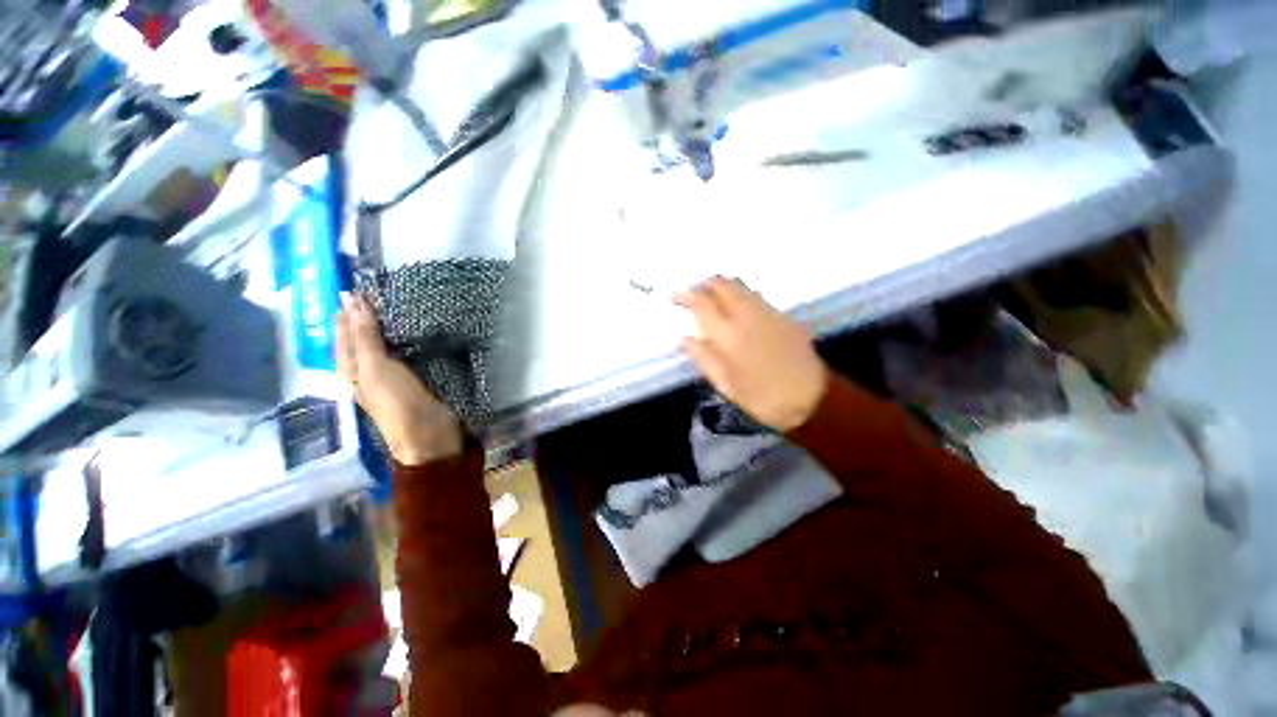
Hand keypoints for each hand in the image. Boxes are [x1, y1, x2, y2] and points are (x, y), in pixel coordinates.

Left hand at [335, 295, 462, 464]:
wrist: (427, 432)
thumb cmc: (397, 400)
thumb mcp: (375, 366)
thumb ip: (364, 336)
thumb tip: (353, 300)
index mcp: (351, 370)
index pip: (343, 335)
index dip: (345, 314)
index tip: (349, 289)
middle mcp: (365, 372)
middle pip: (359, 340)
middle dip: (359, 319)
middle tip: (366, 294)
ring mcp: (389, 377)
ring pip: (380, 347)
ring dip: (380, 328)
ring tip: (386, 308)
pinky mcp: (412, 380)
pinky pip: (401, 354)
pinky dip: (400, 340)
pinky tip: (407, 334)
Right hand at [675, 277, 826, 431]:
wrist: (812, 398)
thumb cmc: (762, 397)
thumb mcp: (726, 384)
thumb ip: (704, 358)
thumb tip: (684, 339)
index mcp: (729, 335)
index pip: (702, 303)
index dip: (685, 296)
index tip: (673, 296)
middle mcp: (747, 315)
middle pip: (722, 284)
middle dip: (704, 285)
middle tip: (694, 296)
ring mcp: (768, 312)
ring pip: (740, 286)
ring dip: (722, 287)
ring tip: (712, 301)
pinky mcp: (783, 315)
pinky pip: (755, 296)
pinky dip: (740, 295)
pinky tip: (737, 311)